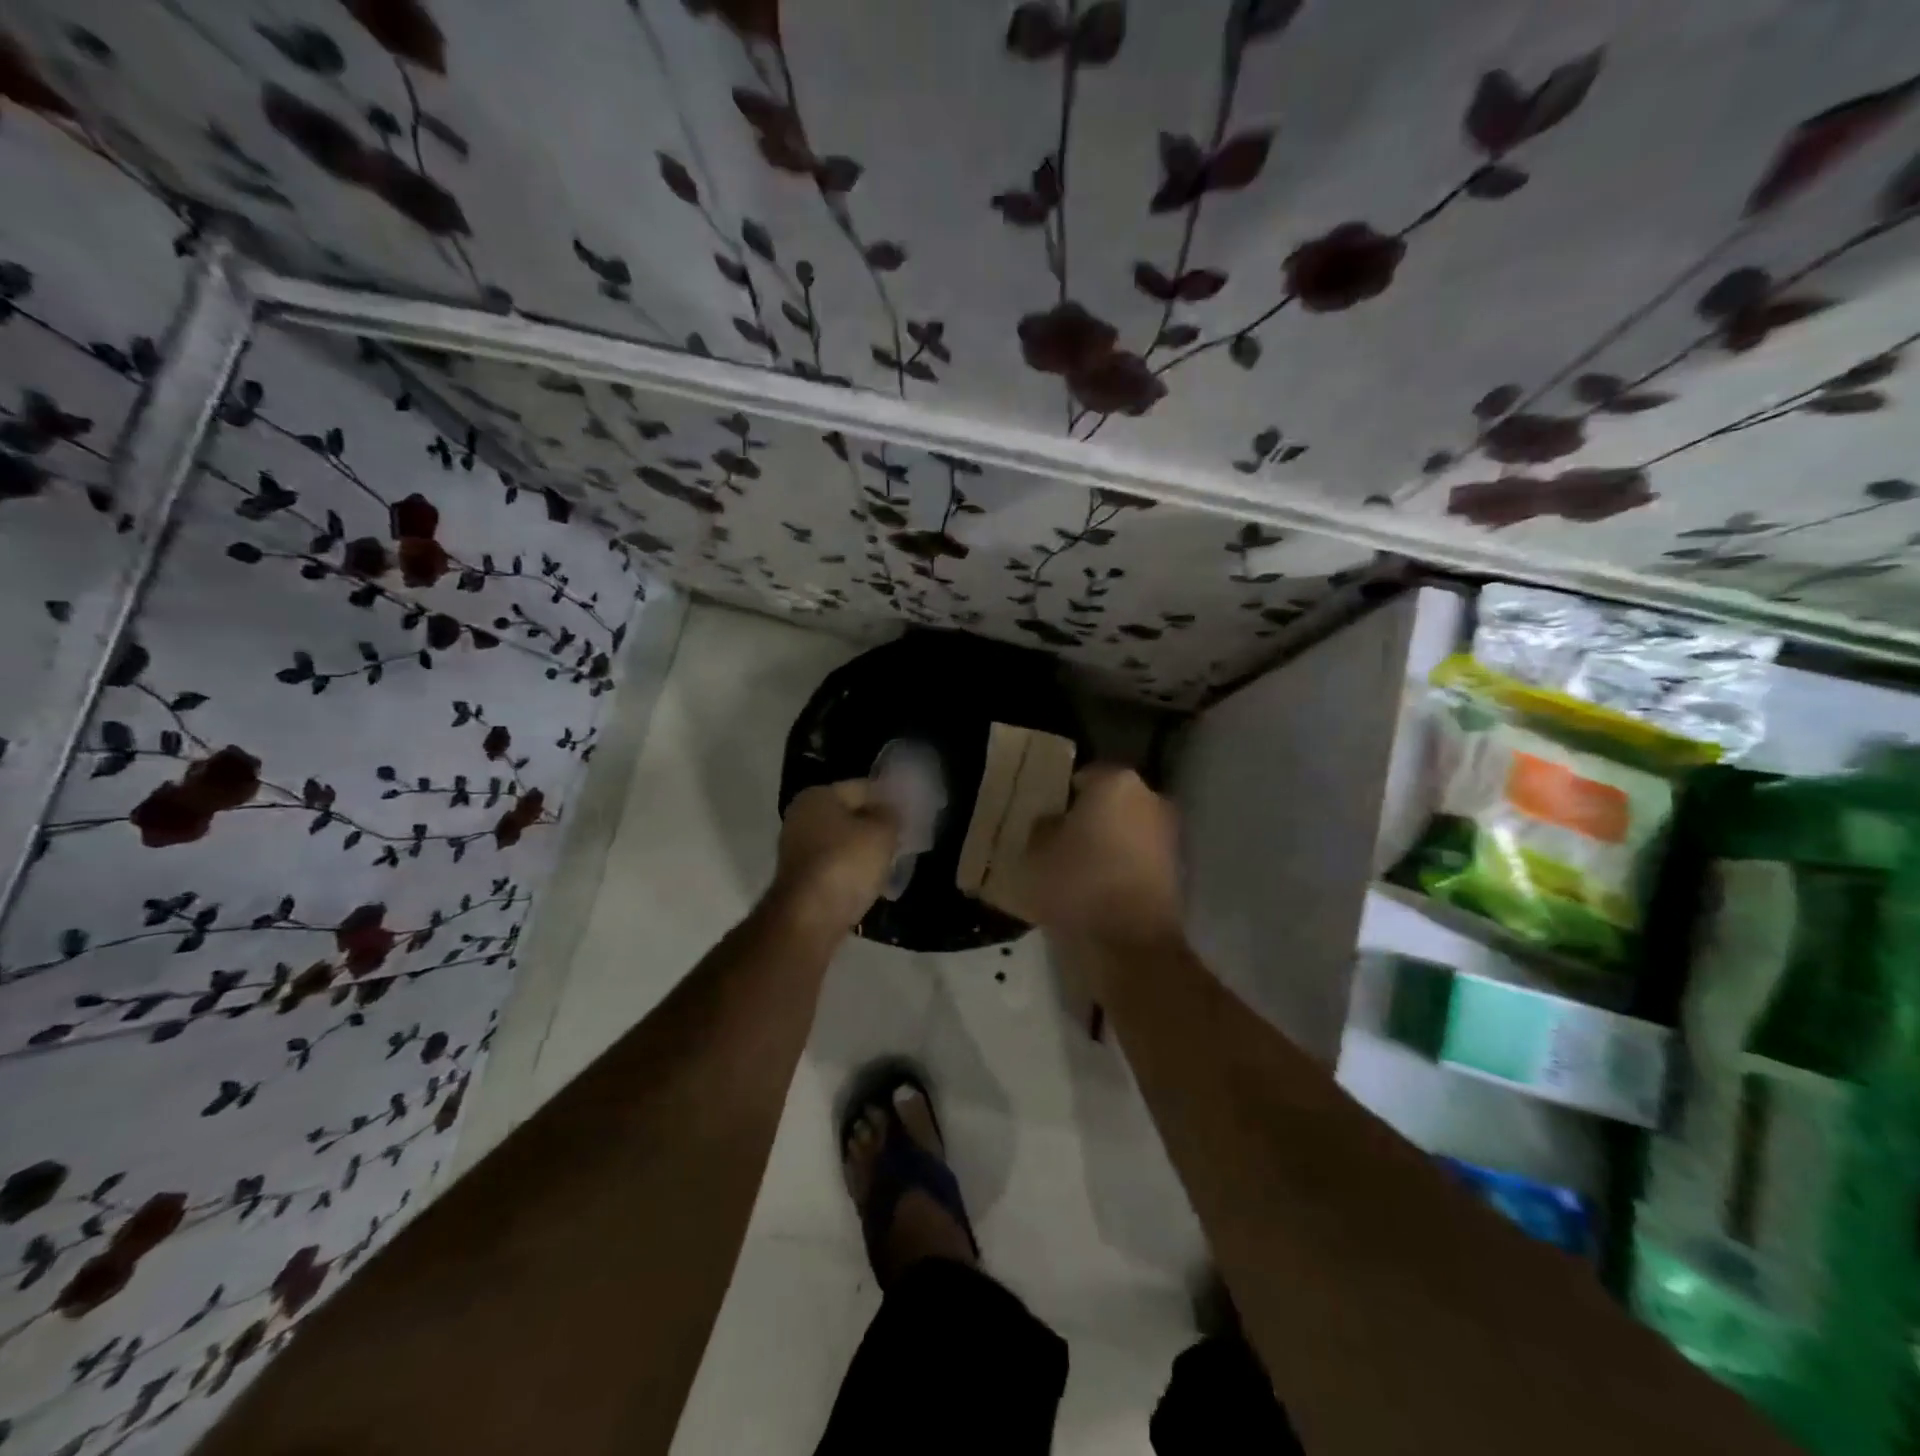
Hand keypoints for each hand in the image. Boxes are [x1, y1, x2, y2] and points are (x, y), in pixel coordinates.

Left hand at [769, 780, 900, 933]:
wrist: (809, 918)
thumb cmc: (846, 864)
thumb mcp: (882, 833)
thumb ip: (891, 815)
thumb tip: (890, 812)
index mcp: (817, 796)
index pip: (863, 788)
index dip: (889, 799)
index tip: (911, 815)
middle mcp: (801, 817)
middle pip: (850, 816)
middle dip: (876, 826)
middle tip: (904, 839)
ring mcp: (797, 849)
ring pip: (843, 843)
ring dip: (866, 851)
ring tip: (892, 862)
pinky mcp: (801, 879)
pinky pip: (836, 866)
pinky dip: (853, 871)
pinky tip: (873, 882)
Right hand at [1025, 766, 1183, 951]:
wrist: (1131, 944)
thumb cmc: (1077, 884)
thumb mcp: (1036, 852)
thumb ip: (1042, 827)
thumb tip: (1053, 822)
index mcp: (1117, 782)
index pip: (1083, 777)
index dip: (1062, 798)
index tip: (1047, 820)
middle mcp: (1150, 798)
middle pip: (1110, 802)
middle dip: (1089, 818)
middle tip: (1061, 842)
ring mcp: (1169, 834)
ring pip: (1128, 830)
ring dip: (1109, 843)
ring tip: (1079, 869)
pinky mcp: (1178, 869)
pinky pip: (1140, 858)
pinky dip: (1124, 866)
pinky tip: (1101, 888)